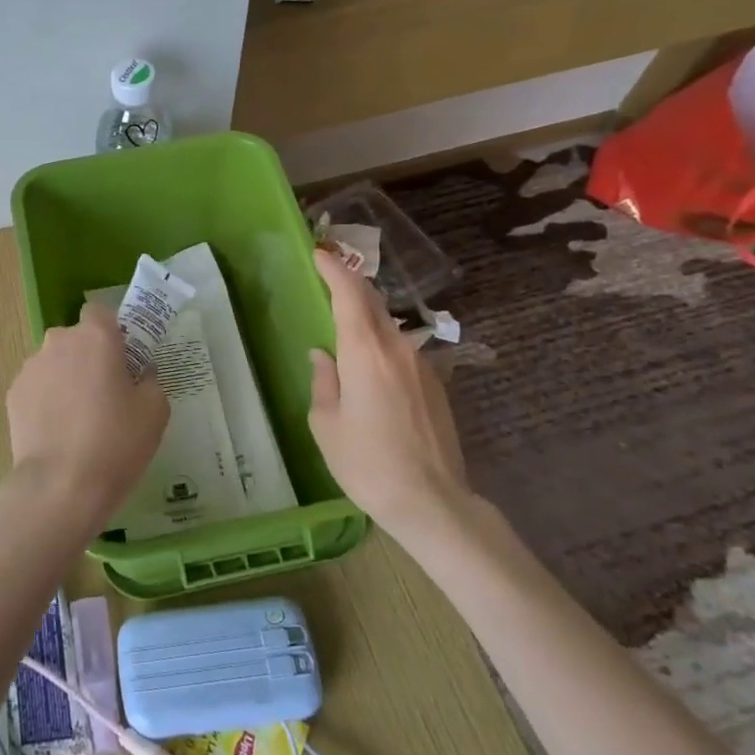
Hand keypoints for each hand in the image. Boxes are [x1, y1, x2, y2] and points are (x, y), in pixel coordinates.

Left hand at [6, 304, 168, 536]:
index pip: (100, 312)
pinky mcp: (14, 393)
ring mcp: (31, 367)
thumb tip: (139, 375)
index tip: (122, 359)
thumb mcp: (155, 411)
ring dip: (65, 378)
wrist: (60, 485)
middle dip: (88, 357)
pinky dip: (46, 400)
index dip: (112, 331)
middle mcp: (58, 341)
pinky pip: (37, 386)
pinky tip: (57, 432)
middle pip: (76, 339)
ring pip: (54, 362)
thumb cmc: (116, 442)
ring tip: (78, 419)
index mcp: (96, 337)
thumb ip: (149, 381)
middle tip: (104, 394)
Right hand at [308, 248, 470, 536]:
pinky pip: (401, 350)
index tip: (318, 252)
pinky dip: (381, 341)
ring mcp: (421, 365)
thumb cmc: (367, 463)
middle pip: (373, 303)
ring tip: (343, 320)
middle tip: (327, 276)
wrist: (432, 502)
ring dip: (366, 314)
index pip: (349, 294)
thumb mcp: (327, 424)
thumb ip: (323, 381)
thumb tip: (323, 355)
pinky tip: (369, 362)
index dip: (333, 269)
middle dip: (349, 284)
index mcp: (366, 353)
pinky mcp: (435, 384)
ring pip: (389, 326)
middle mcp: (397, 349)